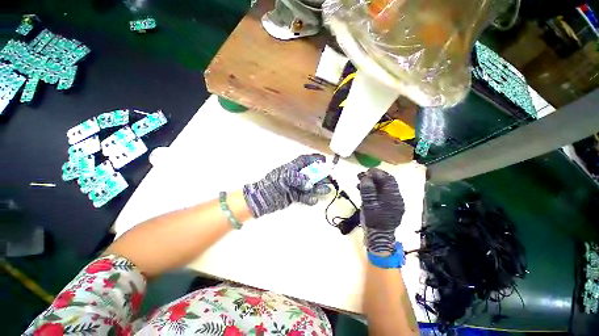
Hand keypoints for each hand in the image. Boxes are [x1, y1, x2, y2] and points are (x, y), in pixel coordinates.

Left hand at [243, 154, 331, 217]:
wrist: (261, 199)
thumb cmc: (271, 185)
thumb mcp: (284, 178)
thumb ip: (298, 179)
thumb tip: (310, 184)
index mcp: (291, 168)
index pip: (304, 160)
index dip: (314, 159)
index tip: (324, 160)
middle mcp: (295, 176)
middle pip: (310, 174)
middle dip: (320, 176)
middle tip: (329, 179)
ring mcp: (295, 186)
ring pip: (309, 186)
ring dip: (318, 187)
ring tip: (326, 190)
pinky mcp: (294, 196)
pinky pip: (304, 196)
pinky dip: (309, 198)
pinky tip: (313, 200)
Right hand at [358, 168, 404, 253]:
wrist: (378, 238)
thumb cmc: (373, 221)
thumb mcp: (368, 205)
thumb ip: (367, 190)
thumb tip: (365, 177)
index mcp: (393, 197)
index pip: (388, 179)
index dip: (377, 173)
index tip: (366, 170)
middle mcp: (395, 198)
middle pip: (386, 183)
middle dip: (373, 177)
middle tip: (361, 174)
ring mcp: (391, 203)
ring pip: (382, 188)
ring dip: (372, 183)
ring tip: (359, 181)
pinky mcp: (386, 206)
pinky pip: (380, 194)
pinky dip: (372, 190)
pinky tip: (362, 189)